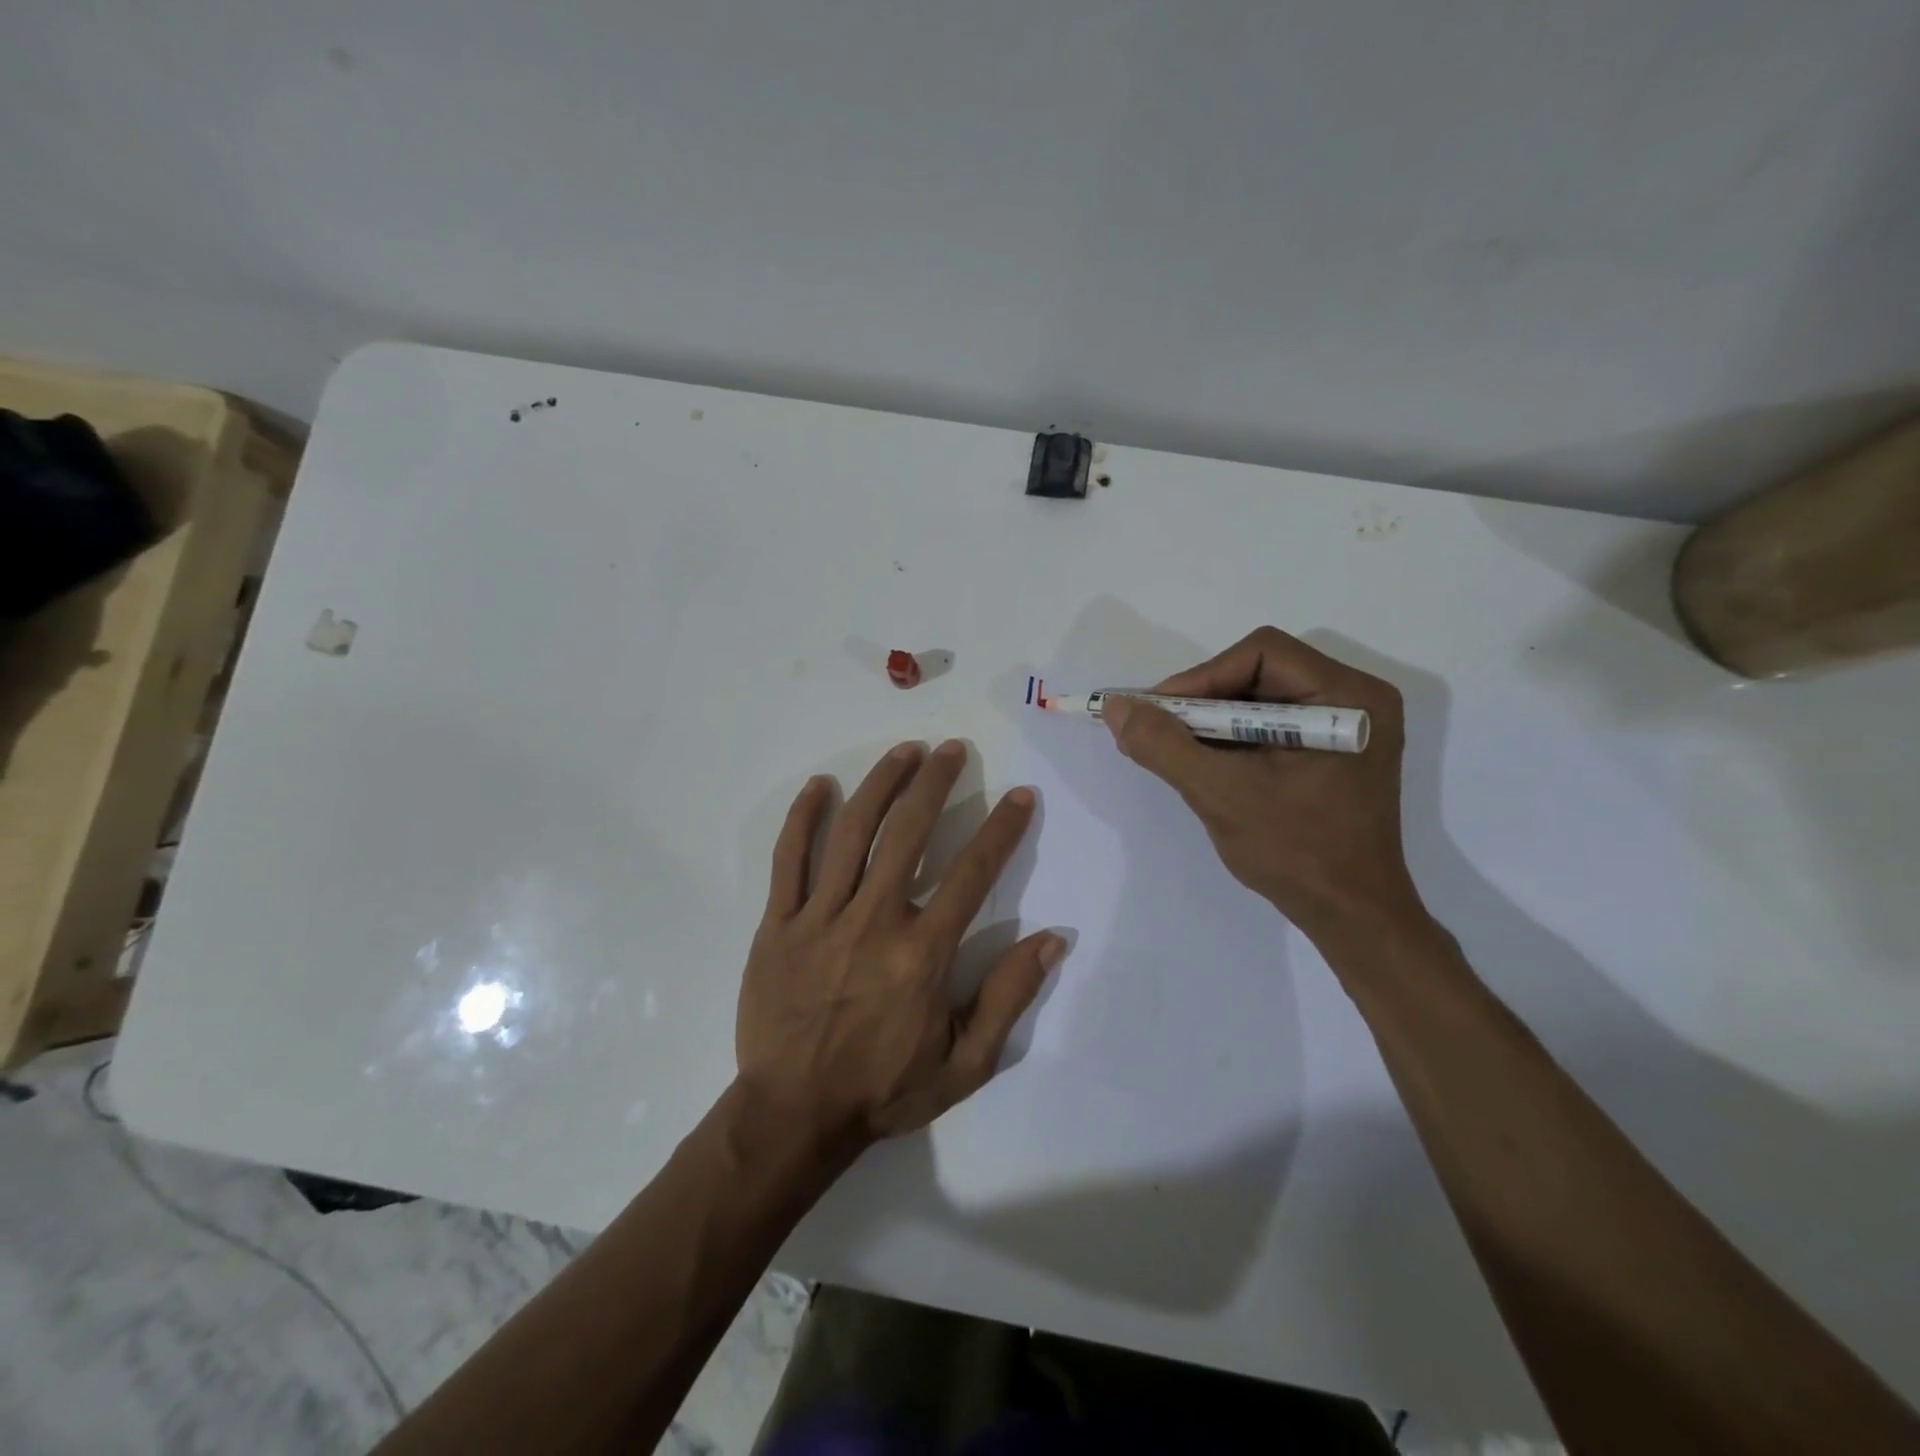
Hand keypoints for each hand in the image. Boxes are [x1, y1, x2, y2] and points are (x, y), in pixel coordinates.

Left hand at [737, 740, 1064, 1147]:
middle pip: (907, 833)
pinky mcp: (778, 924)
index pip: (972, 874)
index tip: (1020, 795)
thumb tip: (1053, 939)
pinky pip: (789, 859)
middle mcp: (873, 921)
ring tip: (904, 751)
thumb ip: (1008, 997)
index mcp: (922, 953)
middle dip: (935, 783)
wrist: (793, 1115)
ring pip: (851, 833)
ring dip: (881, 784)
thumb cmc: (884, 1089)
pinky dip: (803, 818)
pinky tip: (819, 785)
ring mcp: (820, 917)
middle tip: (953, 749)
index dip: (1001, 830)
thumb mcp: (964, 1063)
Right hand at [1101, 627, 1421, 944]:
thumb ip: (1164, 746)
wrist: (1351, 916)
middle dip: (1203, 701)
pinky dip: (1232, 739)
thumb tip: (1116, 707)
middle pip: (1260, 671)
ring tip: (1177, 751)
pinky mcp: (1333, 751)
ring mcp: (1347, 726)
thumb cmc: (1297, 853)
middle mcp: (1355, 699)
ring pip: (1261, 698)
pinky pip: (1271, 724)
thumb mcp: (1221, 795)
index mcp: (1347, 698)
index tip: (1158, 714)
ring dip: (1213, 721)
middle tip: (1161, 731)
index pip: (1261, 654)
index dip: (1202, 677)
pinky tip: (1207, 764)